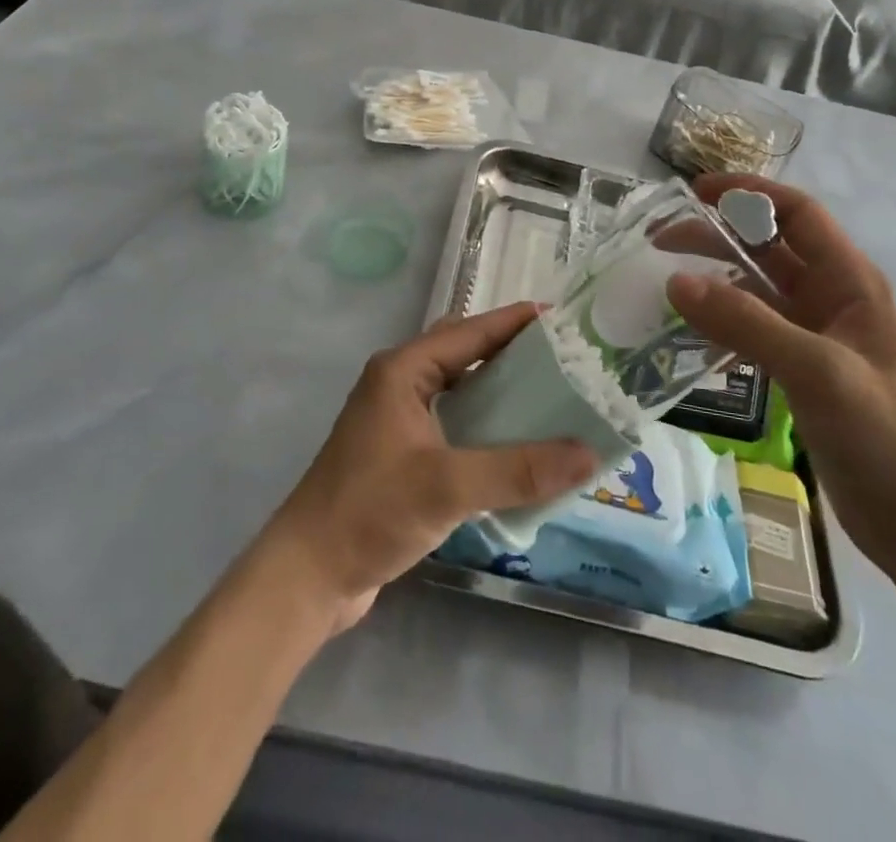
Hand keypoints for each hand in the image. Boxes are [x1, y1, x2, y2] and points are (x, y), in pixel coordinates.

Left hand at [260, 304, 598, 632]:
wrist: (307, 576)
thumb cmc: (369, 512)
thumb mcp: (446, 487)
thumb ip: (517, 470)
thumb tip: (588, 455)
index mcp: (403, 371)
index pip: (469, 331)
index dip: (515, 322)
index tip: (563, 319)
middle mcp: (400, 384)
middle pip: (465, 353)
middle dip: (511, 352)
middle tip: (564, 360)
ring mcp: (399, 419)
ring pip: (460, 389)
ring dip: (500, 390)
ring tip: (553, 397)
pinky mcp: (403, 454)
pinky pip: (455, 423)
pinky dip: (486, 425)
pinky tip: (518, 446)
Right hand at [668, 174, 895, 583]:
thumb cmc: (884, 434)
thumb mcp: (817, 369)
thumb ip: (746, 323)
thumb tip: (676, 281)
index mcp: (849, 281)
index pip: (796, 213)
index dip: (748, 193)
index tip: (694, 192)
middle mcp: (831, 298)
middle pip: (767, 247)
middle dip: (716, 236)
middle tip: (659, 242)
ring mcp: (814, 336)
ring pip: (755, 290)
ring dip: (713, 280)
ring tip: (665, 286)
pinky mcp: (800, 370)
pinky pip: (751, 330)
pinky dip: (720, 324)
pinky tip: (690, 337)